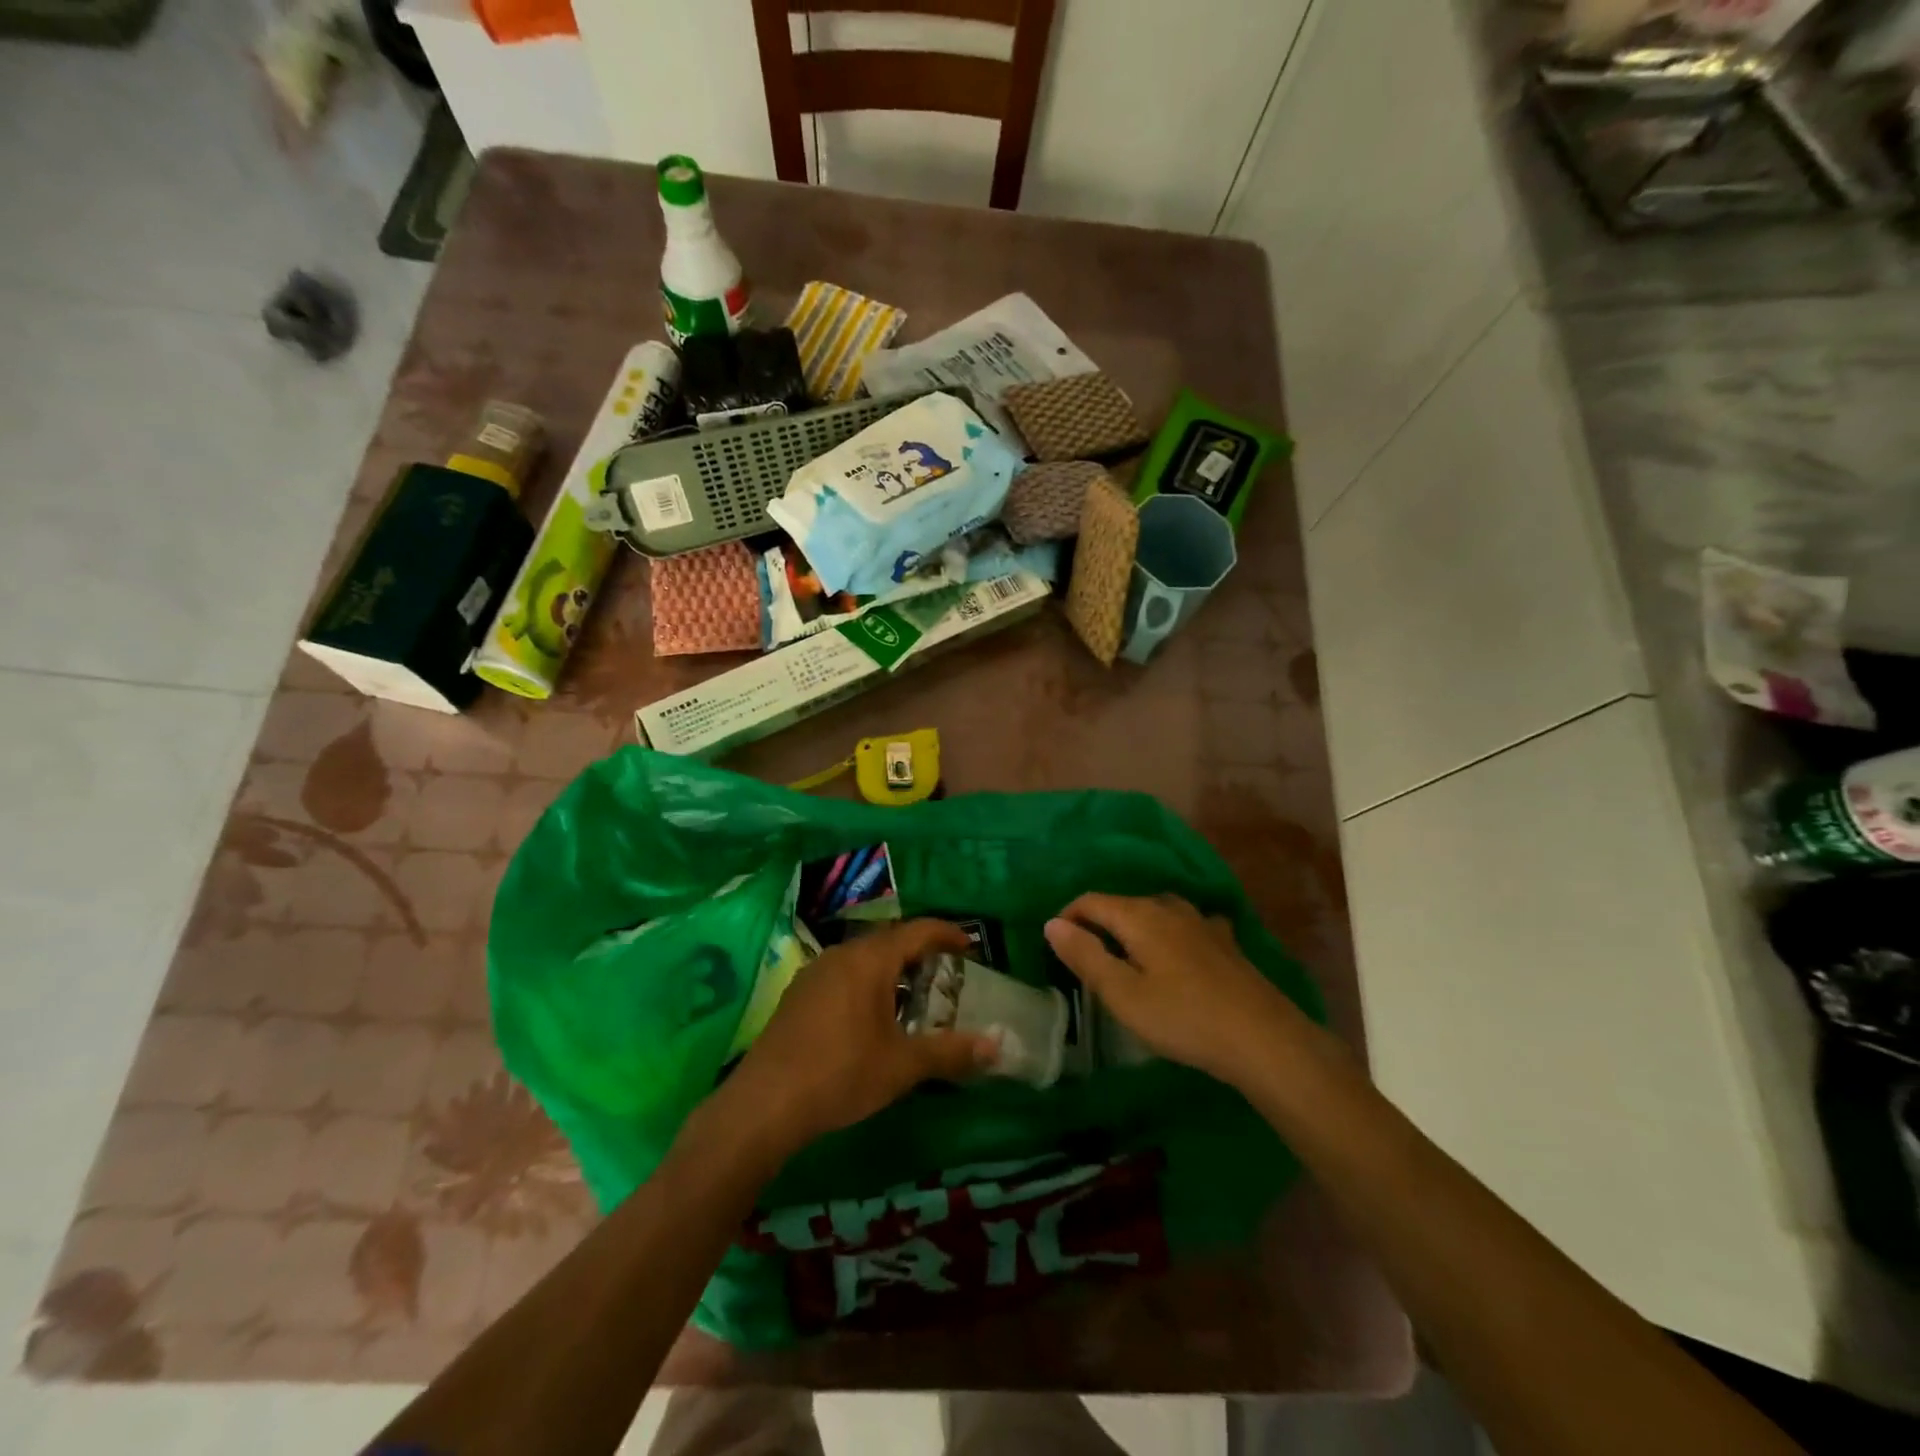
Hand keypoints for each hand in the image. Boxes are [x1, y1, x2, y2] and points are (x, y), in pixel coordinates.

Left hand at [722, 919, 996, 1159]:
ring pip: (863, 958)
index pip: (916, 931)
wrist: (765, 1103)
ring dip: (891, 969)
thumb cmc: (841, 1073)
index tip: (969, 945)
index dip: (946, 934)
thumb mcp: (903, 1066)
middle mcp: (841, 955)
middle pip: (889, 941)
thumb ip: (951, 1052)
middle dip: (919, 952)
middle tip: (946, 975)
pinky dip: (867, 983)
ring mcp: (814, 973)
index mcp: (869, 960)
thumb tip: (997, 1046)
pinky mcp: (798, 995)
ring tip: (913, 997)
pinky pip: (843, 974)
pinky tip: (871, 1017)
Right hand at [1044, 893, 1310, 1087]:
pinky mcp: (1225, 942)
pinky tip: (1177, 953)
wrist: (1263, 1038)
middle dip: (1099, 924)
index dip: (1068, 917)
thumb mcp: (1123, 994)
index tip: (1056, 944)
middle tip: (1086, 959)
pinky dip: (1169, 934)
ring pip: (1156, 912)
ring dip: (1134, 928)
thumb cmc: (1183, 1018)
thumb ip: (1086, 956)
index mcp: (1140, 916)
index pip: (1091, 901)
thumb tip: (1052, 923)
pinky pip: (1185, 926)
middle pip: (1123, 904)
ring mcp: (1202, 922)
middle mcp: (1169, 908)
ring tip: (1127, 957)